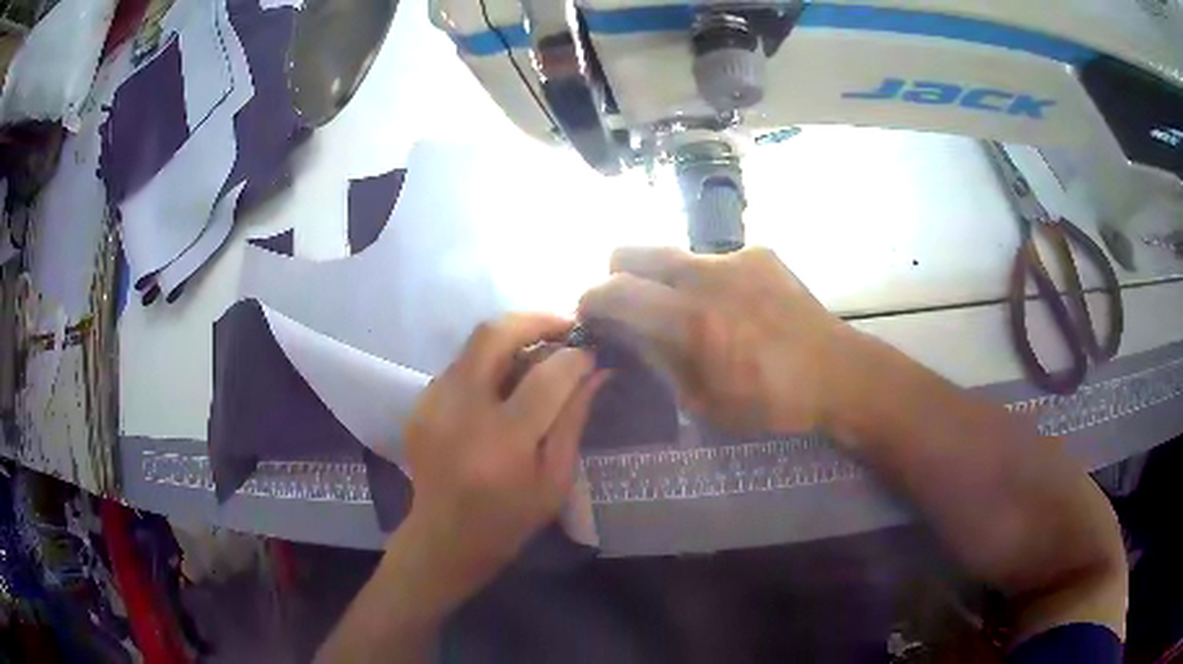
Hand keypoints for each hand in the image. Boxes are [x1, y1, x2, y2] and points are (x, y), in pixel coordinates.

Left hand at [398, 313, 607, 607]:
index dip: (574, 357)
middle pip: (494, 336)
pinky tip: (504, 383)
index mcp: (502, 442)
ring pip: (474, 344)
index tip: (591, 354)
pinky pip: (460, 365)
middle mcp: (460, 412)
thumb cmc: (508, 520)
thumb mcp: (554, 480)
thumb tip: (596, 371)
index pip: (545, 377)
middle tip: (564, 326)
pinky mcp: (419, 404)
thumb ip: (573, 420)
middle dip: (534, 320)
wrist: (443, 538)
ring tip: (539, 351)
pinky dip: (489, 362)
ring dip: (511, 338)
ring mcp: (432, 404)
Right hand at [579, 246, 856, 434]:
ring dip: (665, 280)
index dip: (590, 300)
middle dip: (617, 276)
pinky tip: (734, 308)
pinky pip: (713, 260)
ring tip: (692, 312)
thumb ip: (657, 359)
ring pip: (672, 255)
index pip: (614, 290)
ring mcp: (736, 257)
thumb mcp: (703, 401)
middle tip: (631, 307)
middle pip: (631, 251)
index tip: (591, 315)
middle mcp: (707, 275)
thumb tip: (624, 332)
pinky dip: (706, 281)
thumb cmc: (771, 402)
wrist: (837, 373)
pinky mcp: (759, 252)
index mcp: (692, 320)